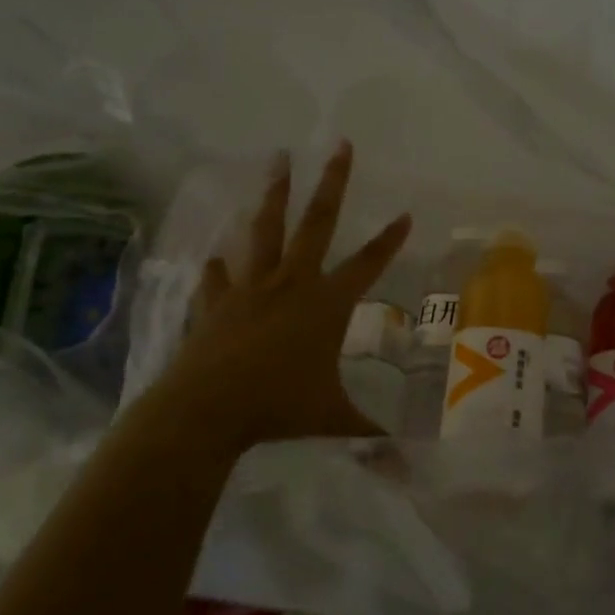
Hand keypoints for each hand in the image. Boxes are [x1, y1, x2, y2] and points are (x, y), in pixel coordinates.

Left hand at [148, 142, 410, 455]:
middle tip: (339, 146)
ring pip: (265, 231)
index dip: (390, 240)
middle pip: (317, 222)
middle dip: (332, 183)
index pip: (369, 264)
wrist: (205, 412)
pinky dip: (219, 268)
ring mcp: (250, 289)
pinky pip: (219, 278)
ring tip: (277, 161)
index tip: (405, 213)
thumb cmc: (278, 409)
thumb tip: (410, 468)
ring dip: (274, 195)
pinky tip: (215, 257)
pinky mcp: (217, 304)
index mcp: (326, 304)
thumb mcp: (333, 421)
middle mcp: (291, 284)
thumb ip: (370, 437)